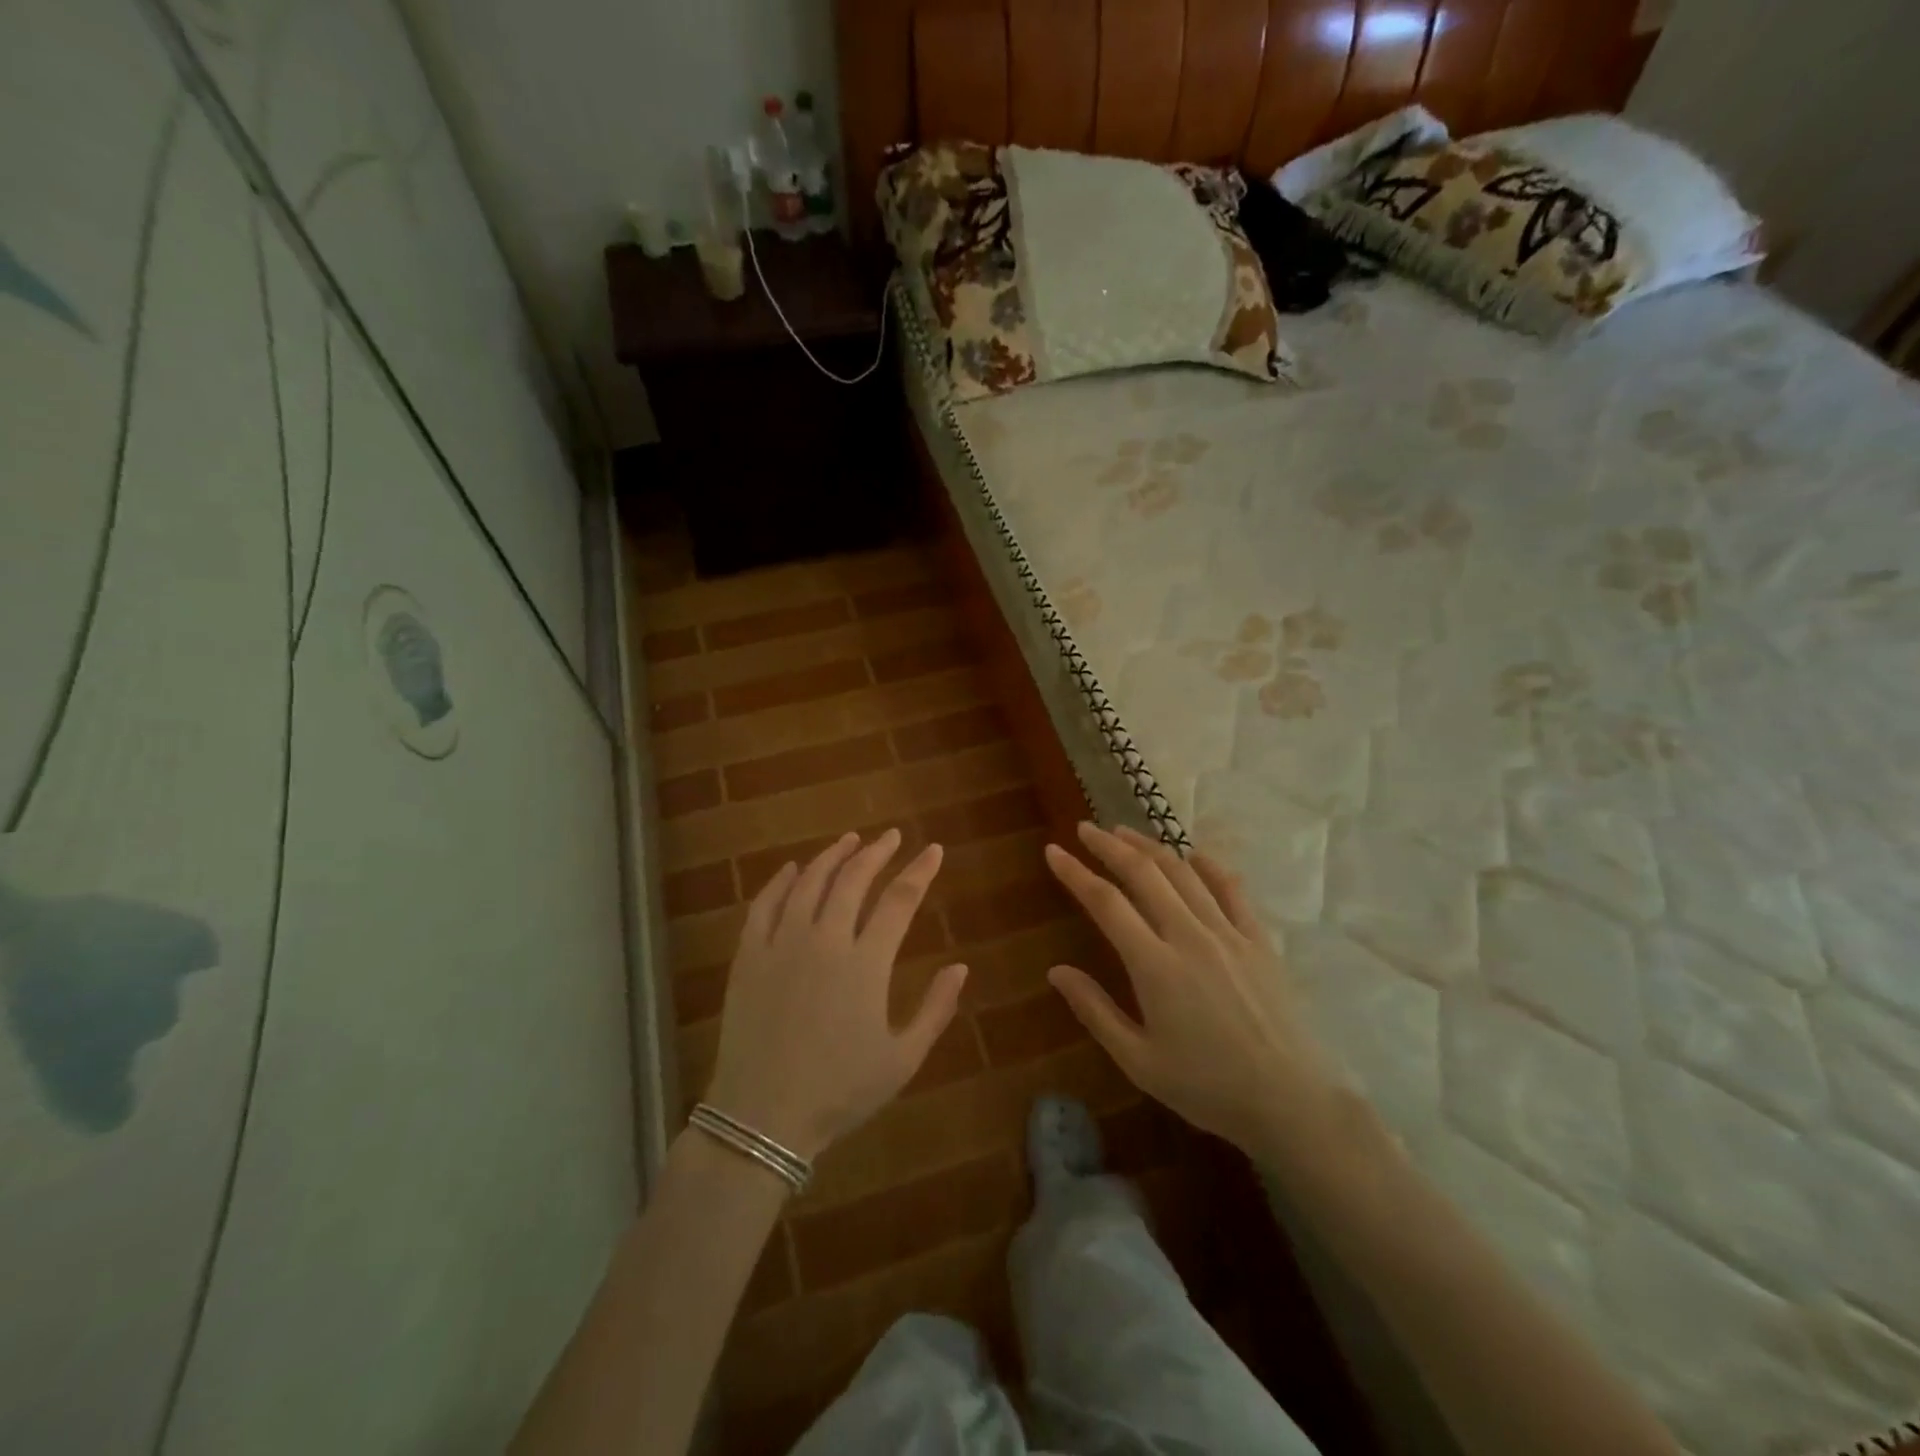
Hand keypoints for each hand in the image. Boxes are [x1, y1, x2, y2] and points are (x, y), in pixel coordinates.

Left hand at [703, 829, 967, 1162]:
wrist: (762, 1116)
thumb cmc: (840, 1091)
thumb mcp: (902, 1060)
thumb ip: (936, 1010)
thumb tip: (961, 967)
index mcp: (866, 964)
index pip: (899, 900)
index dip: (919, 871)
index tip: (933, 850)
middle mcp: (825, 941)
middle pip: (853, 879)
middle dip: (876, 852)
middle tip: (891, 837)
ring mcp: (782, 944)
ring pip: (810, 883)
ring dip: (832, 856)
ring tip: (849, 841)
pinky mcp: (749, 956)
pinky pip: (764, 905)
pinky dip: (781, 881)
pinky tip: (793, 869)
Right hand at [1043, 823, 1336, 1157]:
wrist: (1290, 1102)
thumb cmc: (1207, 1088)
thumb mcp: (1138, 1061)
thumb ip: (1095, 1011)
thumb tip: (1056, 971)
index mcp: (1155, 966)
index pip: (1105, 903)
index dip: (1075, 873)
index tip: (1053, 851)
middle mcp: (1189, 936)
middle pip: (1143, 874)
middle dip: (1109, 846)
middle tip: (1085, 829)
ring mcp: (1228, 933)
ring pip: (1183, 873)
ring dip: (1150, 846)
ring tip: (1125, 832)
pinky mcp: (1259, 940)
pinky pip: (1231, 889)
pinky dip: (1208, 866)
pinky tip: (1193, 855)